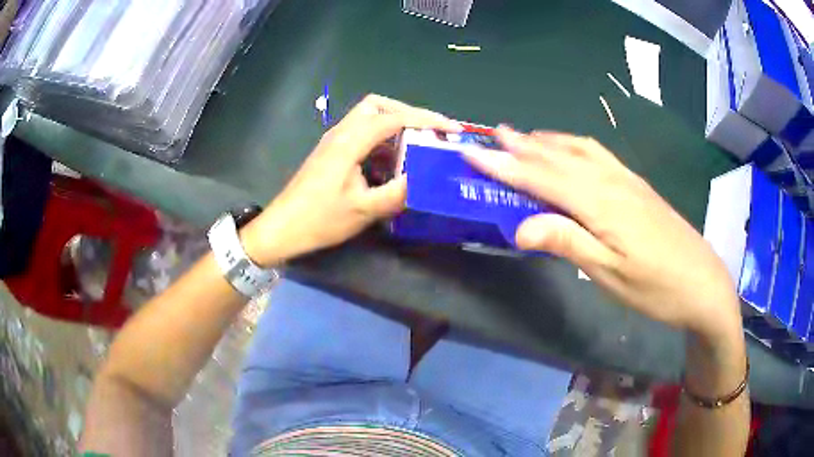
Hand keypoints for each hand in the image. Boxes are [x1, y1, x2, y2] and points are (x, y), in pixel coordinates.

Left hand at [242, 94, 461, 266]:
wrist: (282, 228)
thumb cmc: (319, 219)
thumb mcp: (363, 210)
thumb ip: (397, 193)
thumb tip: (425, 180)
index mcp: (349, 142)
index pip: (392, 118)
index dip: (425, 119)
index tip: (451, 129)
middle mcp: (341, 133)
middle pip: (377, 106)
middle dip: (407, 114)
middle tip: (429, 132)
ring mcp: (334, 142)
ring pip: (368, 119)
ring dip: (394, 128)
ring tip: (417, 146)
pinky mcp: (332, 153)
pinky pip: (362, 136)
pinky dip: (382, 142)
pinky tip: (393, 163)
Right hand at [462, 126, 741, 338]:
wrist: (703, 283)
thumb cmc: (657, 288)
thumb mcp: (611, 275)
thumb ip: (567, 243)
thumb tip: (520, 226)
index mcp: (601, 203)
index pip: (542, 177)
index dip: (504, 164)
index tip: (471, 150)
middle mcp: (612, 181)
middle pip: (559, 157)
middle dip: (522, 145)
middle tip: (492, 134)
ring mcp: (628, 181)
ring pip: (580, 150)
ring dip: (548, 141)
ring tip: (525, 136)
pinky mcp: (638, 186)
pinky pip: (599, 155)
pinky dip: (575, 146)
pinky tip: (572, 150)